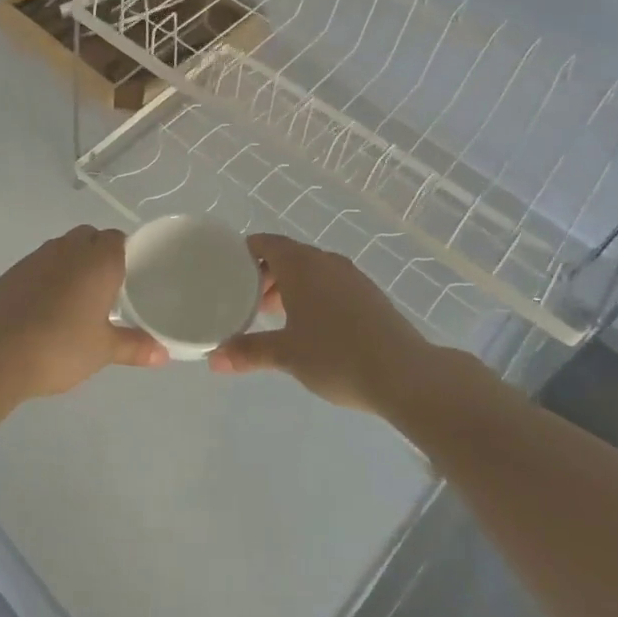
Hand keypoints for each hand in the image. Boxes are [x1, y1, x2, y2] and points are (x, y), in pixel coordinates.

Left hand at [0, 226, 166, 398]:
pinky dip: (48, 276)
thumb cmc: (60, 347)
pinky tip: (46, 306)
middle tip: (107, 288)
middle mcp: (68, 250)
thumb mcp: (102, 351)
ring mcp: (36, 257)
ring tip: (77, 298)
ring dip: (72, 263)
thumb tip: (163, 354)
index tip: (131, 277)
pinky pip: (39, 263)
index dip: (126, 252)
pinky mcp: (12, 272)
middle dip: (99, 254)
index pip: (118, 238)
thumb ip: (134, 346)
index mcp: (98, 261)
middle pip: (89, 236)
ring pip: (62, 248)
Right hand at [207, 234, 429, 412]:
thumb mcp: (286, 354)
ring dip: (290, 287)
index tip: (226, 272)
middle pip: (287, 256)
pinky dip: (313, 296)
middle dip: (265, 275)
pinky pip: (330, 284)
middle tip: (246, 301)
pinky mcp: (369, 294)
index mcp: (301, 264)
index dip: (243, 254)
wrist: (404, 373)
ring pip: (311, 271)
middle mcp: (326, 261)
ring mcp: (351, 276)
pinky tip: (311, 327)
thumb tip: (214, 360)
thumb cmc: (336, 355)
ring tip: (275, 317)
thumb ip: (248, 352)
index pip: (264, 243)